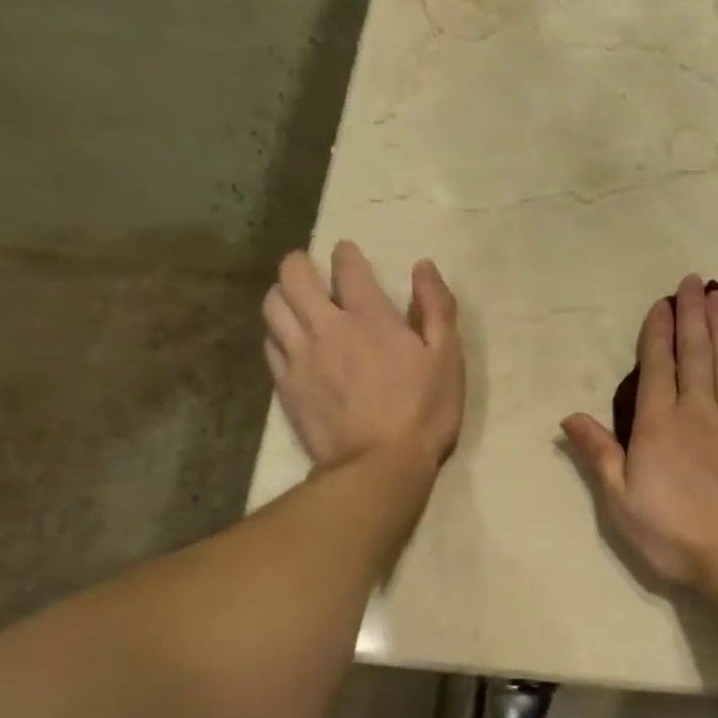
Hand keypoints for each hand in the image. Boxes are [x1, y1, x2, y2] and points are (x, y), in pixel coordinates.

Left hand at [264, 241, 463, 475]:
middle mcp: (327, 328)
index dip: (346, 254)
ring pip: (273, 308)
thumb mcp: (448, 358)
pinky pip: (269, 345)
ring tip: (292, 299)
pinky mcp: (285, 386)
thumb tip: (423, 266)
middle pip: (294, 278)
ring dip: (281, 294)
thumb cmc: (424, 411)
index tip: (346, 251)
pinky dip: (276, 333)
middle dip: (298, 263)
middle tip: (308, 266)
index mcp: (370, 318)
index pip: (348, 269)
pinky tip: (287, 340)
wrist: (379, 466)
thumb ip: (436, 308)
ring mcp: (300, 357)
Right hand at [563, 275, 717, 588]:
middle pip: (695, 351)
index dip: (658, 331)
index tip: (661, 304)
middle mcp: (697, 409)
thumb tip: (569, 416)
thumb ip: (598, 454)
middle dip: (691, 314)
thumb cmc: (674, 534)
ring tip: (717, 296)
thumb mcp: (621, 502)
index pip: (657, 365)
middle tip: (692, 282)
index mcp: (659, 424)